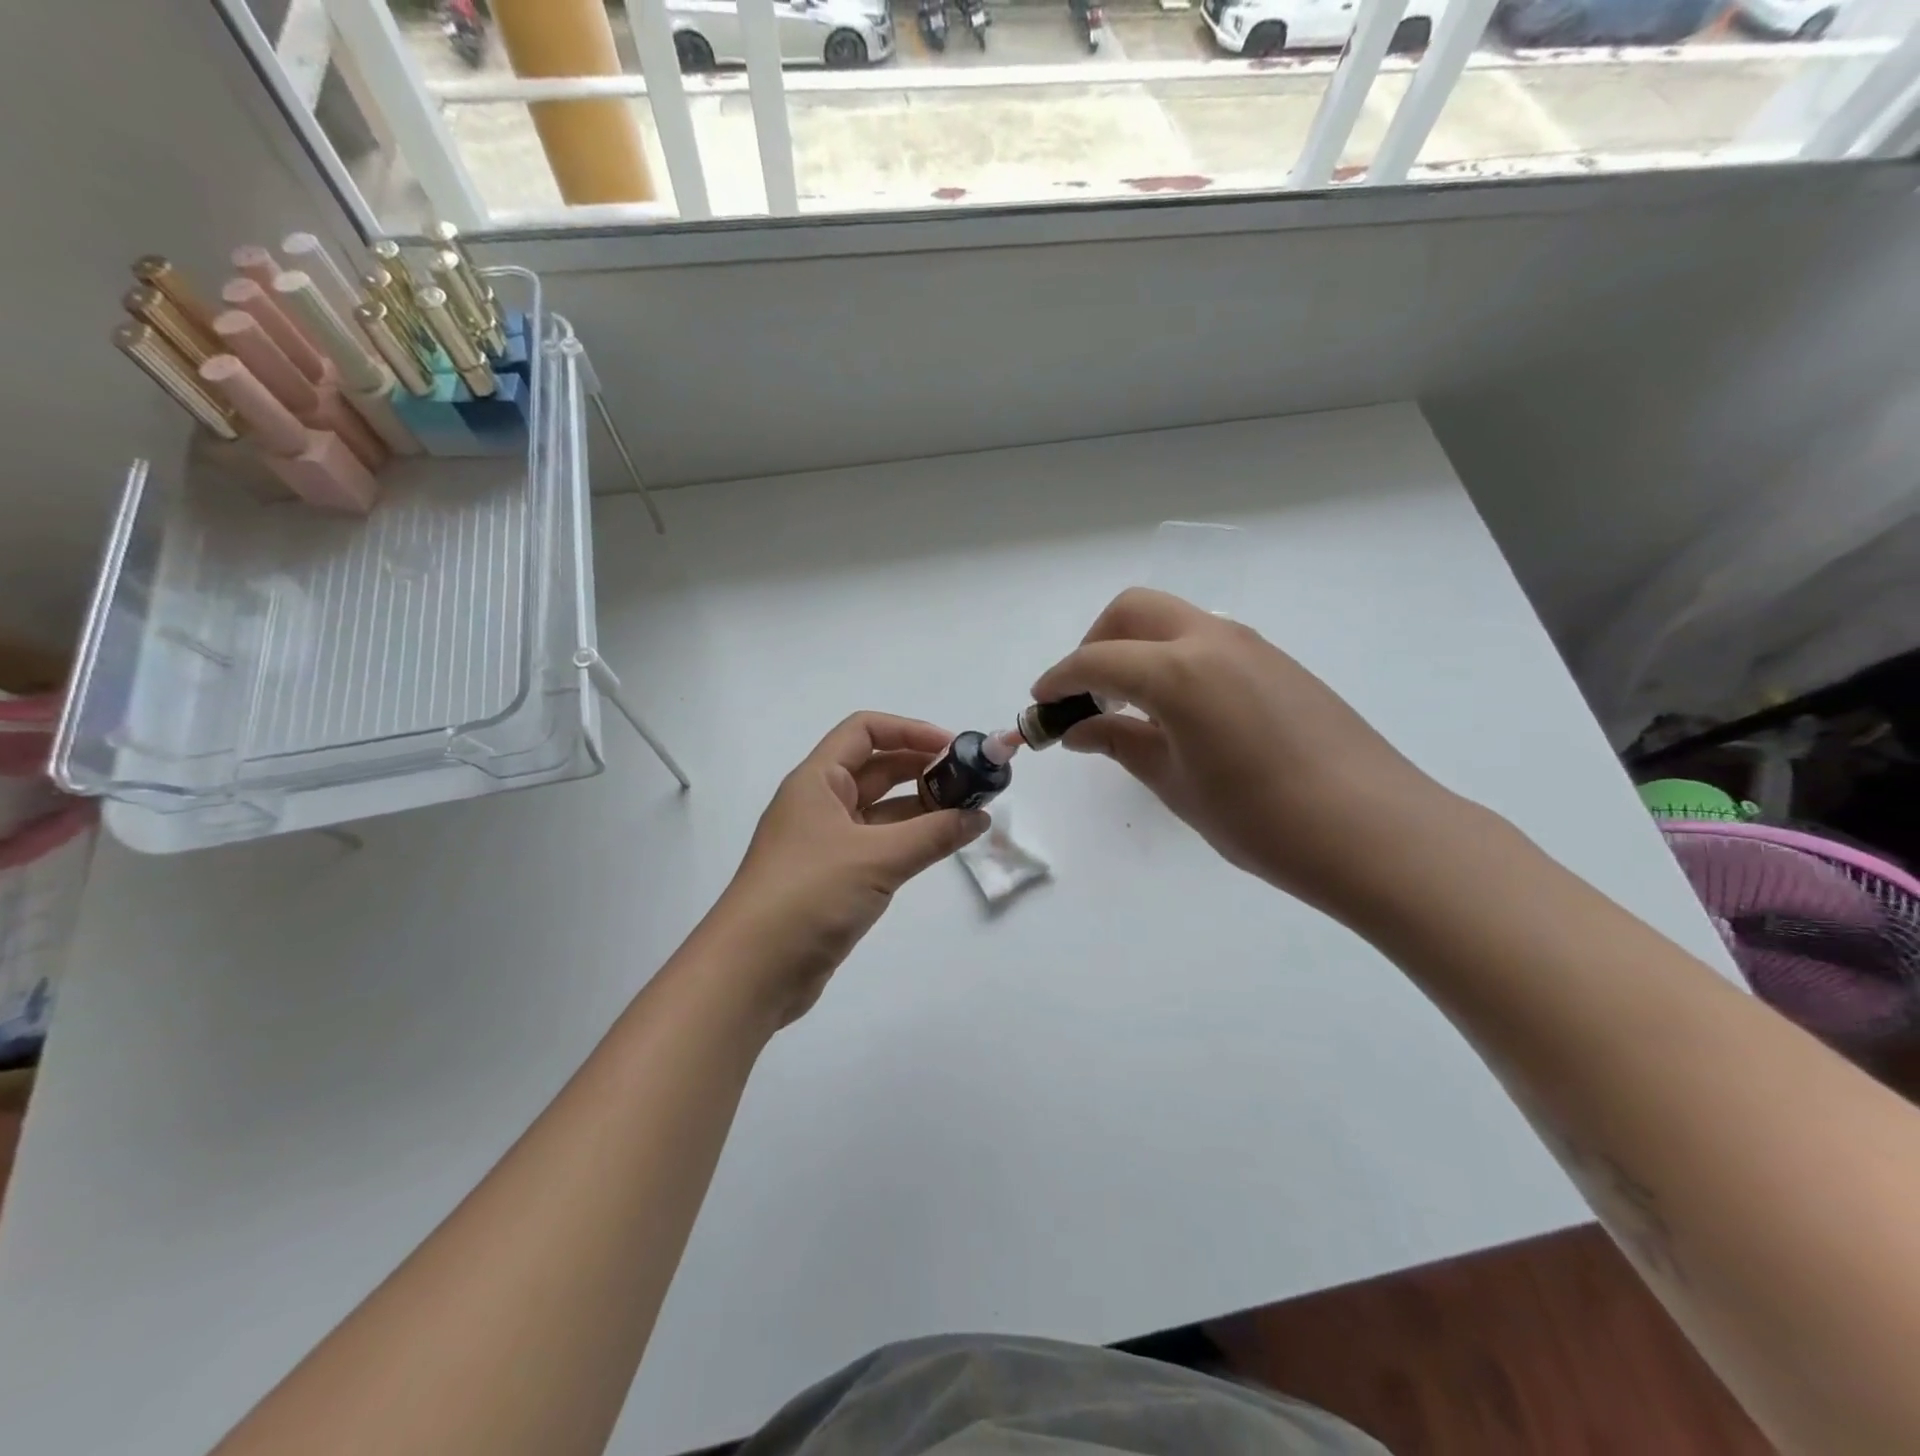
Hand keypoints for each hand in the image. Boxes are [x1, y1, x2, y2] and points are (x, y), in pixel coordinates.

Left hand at [710, 713, 989, 1024]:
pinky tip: (943, 847)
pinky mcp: (834, 878)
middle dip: (923, 769)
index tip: (954, 747)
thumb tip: (980, 817)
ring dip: (922, 808)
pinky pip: (879, 846)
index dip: (910, 730)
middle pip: (877, 769)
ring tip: (969, 813)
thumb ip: (933, 835)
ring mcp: (826, 843)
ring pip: (881, 811)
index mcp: (817, 781)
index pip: (865, 730)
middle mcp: (820, 804)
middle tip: (972, 782)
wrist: (752, 972)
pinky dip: (911, 842)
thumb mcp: (876, 858)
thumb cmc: (809, 895)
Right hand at [1032, 588, 1447, 914]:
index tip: (1040, 706)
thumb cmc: (1261, 819)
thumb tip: (1079, 730)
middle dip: (1095, 643)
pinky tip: (1178, 712)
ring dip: (1137, 649)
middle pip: (1133, 611)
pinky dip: (1173, 659)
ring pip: (1173, 620)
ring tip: (1128, 707)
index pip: (1096, 661)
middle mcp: (1213, 640)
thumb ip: (1120, 744)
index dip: (1058, 681)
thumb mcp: (1175, 784)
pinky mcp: (1277, 662)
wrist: (1374, 832)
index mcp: (1178, 671)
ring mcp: (1251, 646)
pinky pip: (1207, 641)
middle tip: (1085, 696)